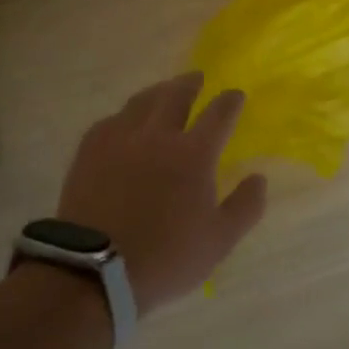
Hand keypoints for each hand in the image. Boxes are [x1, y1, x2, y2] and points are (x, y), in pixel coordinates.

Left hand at [55, 71, 267, 314]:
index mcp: (194, 154)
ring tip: (164, 90)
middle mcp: (157, 136)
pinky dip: (125, 115)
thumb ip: (246, 206)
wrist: (94, 271)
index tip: (236, 95)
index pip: (219, 114)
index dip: (230, 101)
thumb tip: (259, 177)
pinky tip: (125, 121)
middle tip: (197, 77)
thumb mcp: (220, 240)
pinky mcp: (89, 152)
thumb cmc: (166, 257)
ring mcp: (120, 140)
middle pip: (176, 95)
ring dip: (158, 91)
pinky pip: (111, 121)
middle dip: (191, 83)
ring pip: (141, 102)